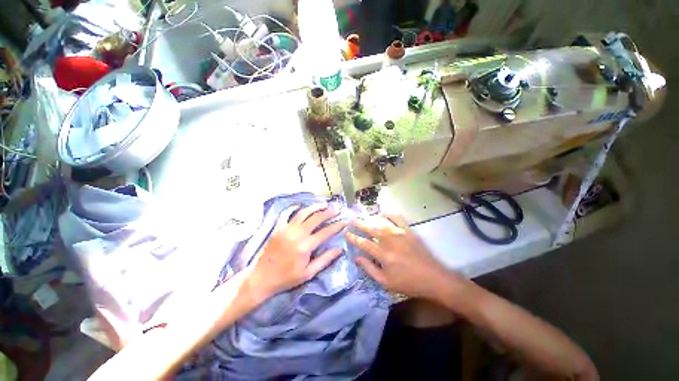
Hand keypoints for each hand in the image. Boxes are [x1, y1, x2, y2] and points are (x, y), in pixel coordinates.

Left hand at [248, 203, 345, 298]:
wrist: (262, 278)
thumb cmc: (287, 278)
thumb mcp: (308, 273)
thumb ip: (325, 259)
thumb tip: (340, 250)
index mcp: (306, 246)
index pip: (326, 232)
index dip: (337, 225)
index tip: (344, 221)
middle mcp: (297, 234)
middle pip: (316, 218)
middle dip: (327, 212)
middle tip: (335, 209)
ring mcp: (286, 229)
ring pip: (303, 213)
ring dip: (314, 207)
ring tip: (323, 204)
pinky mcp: (278, 228)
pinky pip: (285, 214)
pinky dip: (292, 208)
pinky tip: (299, 205)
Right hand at [347, 214, 459, 298]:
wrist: (433, 278)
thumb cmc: (408, 283)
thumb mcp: (386, 282)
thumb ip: (370, 269)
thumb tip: (357, 257)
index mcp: (383, 255)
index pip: (364, 243)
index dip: (354, 237)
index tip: (346, 233)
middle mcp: (390, 242)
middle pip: (371, 229)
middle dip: (359, 224)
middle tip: (351, 219)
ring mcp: (400, 234)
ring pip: (381, 223)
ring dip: (370, 219)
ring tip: (363, 217)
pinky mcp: (409, 231)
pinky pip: (397, 218)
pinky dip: (389, 214)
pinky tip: (383, 214)